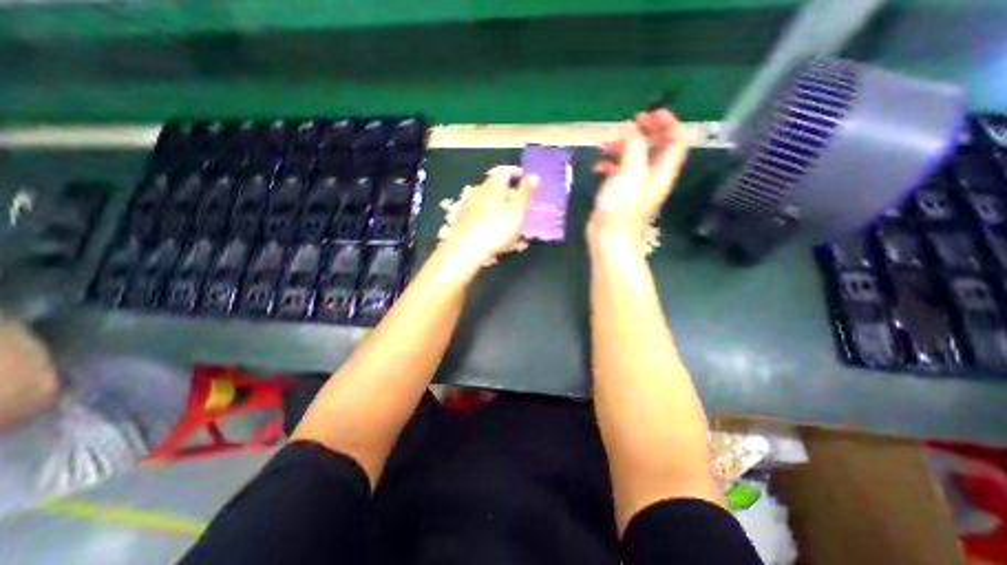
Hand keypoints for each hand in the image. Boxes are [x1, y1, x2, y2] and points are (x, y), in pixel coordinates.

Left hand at [438, 164, 539, 268]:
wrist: (465, 249)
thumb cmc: (496, 229)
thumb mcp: (517, 211)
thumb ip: (526, 193)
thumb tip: (533, 175)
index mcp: (493, 185)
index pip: (504, 171)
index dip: (515, 172)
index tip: (524, 177)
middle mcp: (479, 191)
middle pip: (495, 185)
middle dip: (508, 191)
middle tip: (520, 202)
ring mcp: (468, 204)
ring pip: (487, 199)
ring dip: (498, 204)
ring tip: (508, 216)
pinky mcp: (462, 218)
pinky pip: (479, 211)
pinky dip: (488, 214)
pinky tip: (492, 227)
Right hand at [588, 109, 688, 243]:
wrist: (609, 236)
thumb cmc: (621, 207)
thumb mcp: (630, 172)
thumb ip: (634, 146)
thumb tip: (631, 129)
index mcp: (662, 170)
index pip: (676, 140)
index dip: (668, 123)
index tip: (649, 114)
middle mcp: (652, 176)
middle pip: (656, 146)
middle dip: (643, 132)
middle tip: (627, 124)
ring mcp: (636, 185)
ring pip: (635, 157)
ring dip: (622, 147)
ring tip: (605, 146)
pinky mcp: (621, 192)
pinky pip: (619, 171)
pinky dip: (610, 164)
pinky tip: (598, 167)